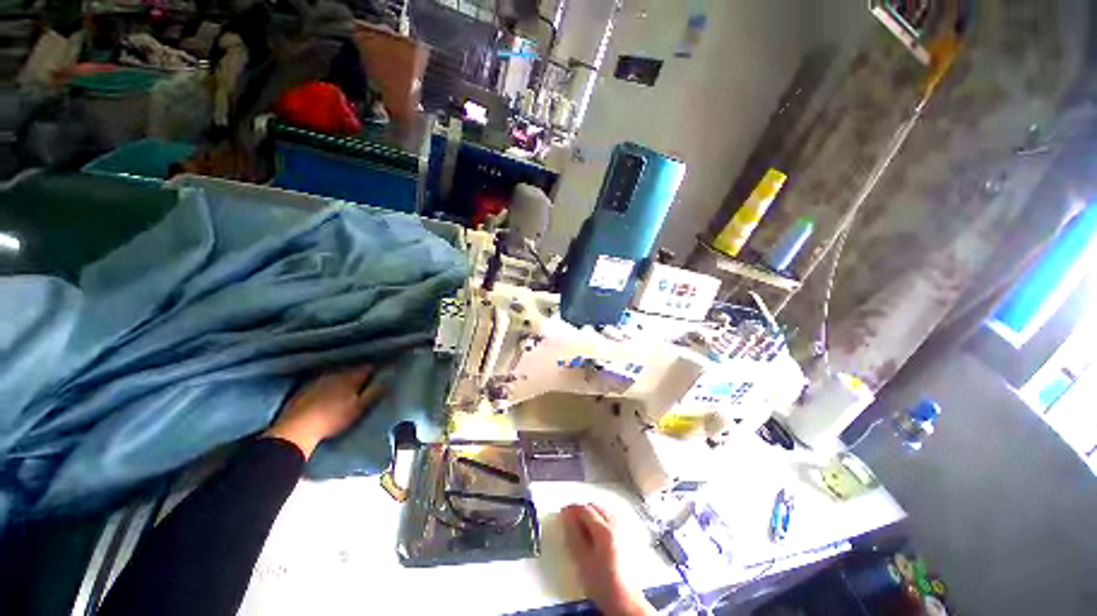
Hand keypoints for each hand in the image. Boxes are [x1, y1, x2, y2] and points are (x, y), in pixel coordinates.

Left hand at [265, 365, 382, 457]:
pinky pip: (322, 381)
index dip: (375, 370)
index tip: (380, 374)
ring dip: (343, 378)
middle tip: (365, 380)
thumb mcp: (360, 407)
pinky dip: (329, 384)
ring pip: (336, 374)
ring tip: (348, 386)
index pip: (367, 368)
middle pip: (351, 370)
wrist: (298, 428)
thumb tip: (387, 380)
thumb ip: (374, 392)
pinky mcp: (305, 388)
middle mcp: (335, 374)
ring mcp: (318, 380)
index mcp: (350, 377)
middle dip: (358, 373)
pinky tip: (329, 392)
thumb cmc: (334, 418)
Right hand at [561, 504, 654, 615]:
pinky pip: (614, 518)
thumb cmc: (602, 584)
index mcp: (604, 530)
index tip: (563, 513)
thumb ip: (573, 535)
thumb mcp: (582, 561)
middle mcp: (616, 525)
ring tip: (584, 526)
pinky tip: (599, 531)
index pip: (585, 509)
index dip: (572, 509)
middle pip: (596, 507)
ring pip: (606, 510)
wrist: (626, 601)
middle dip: (583, 510)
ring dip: (594, 513)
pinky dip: (604, 519)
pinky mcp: (630, 536)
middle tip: (572, 521)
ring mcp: (625, 529)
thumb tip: (566, 516)